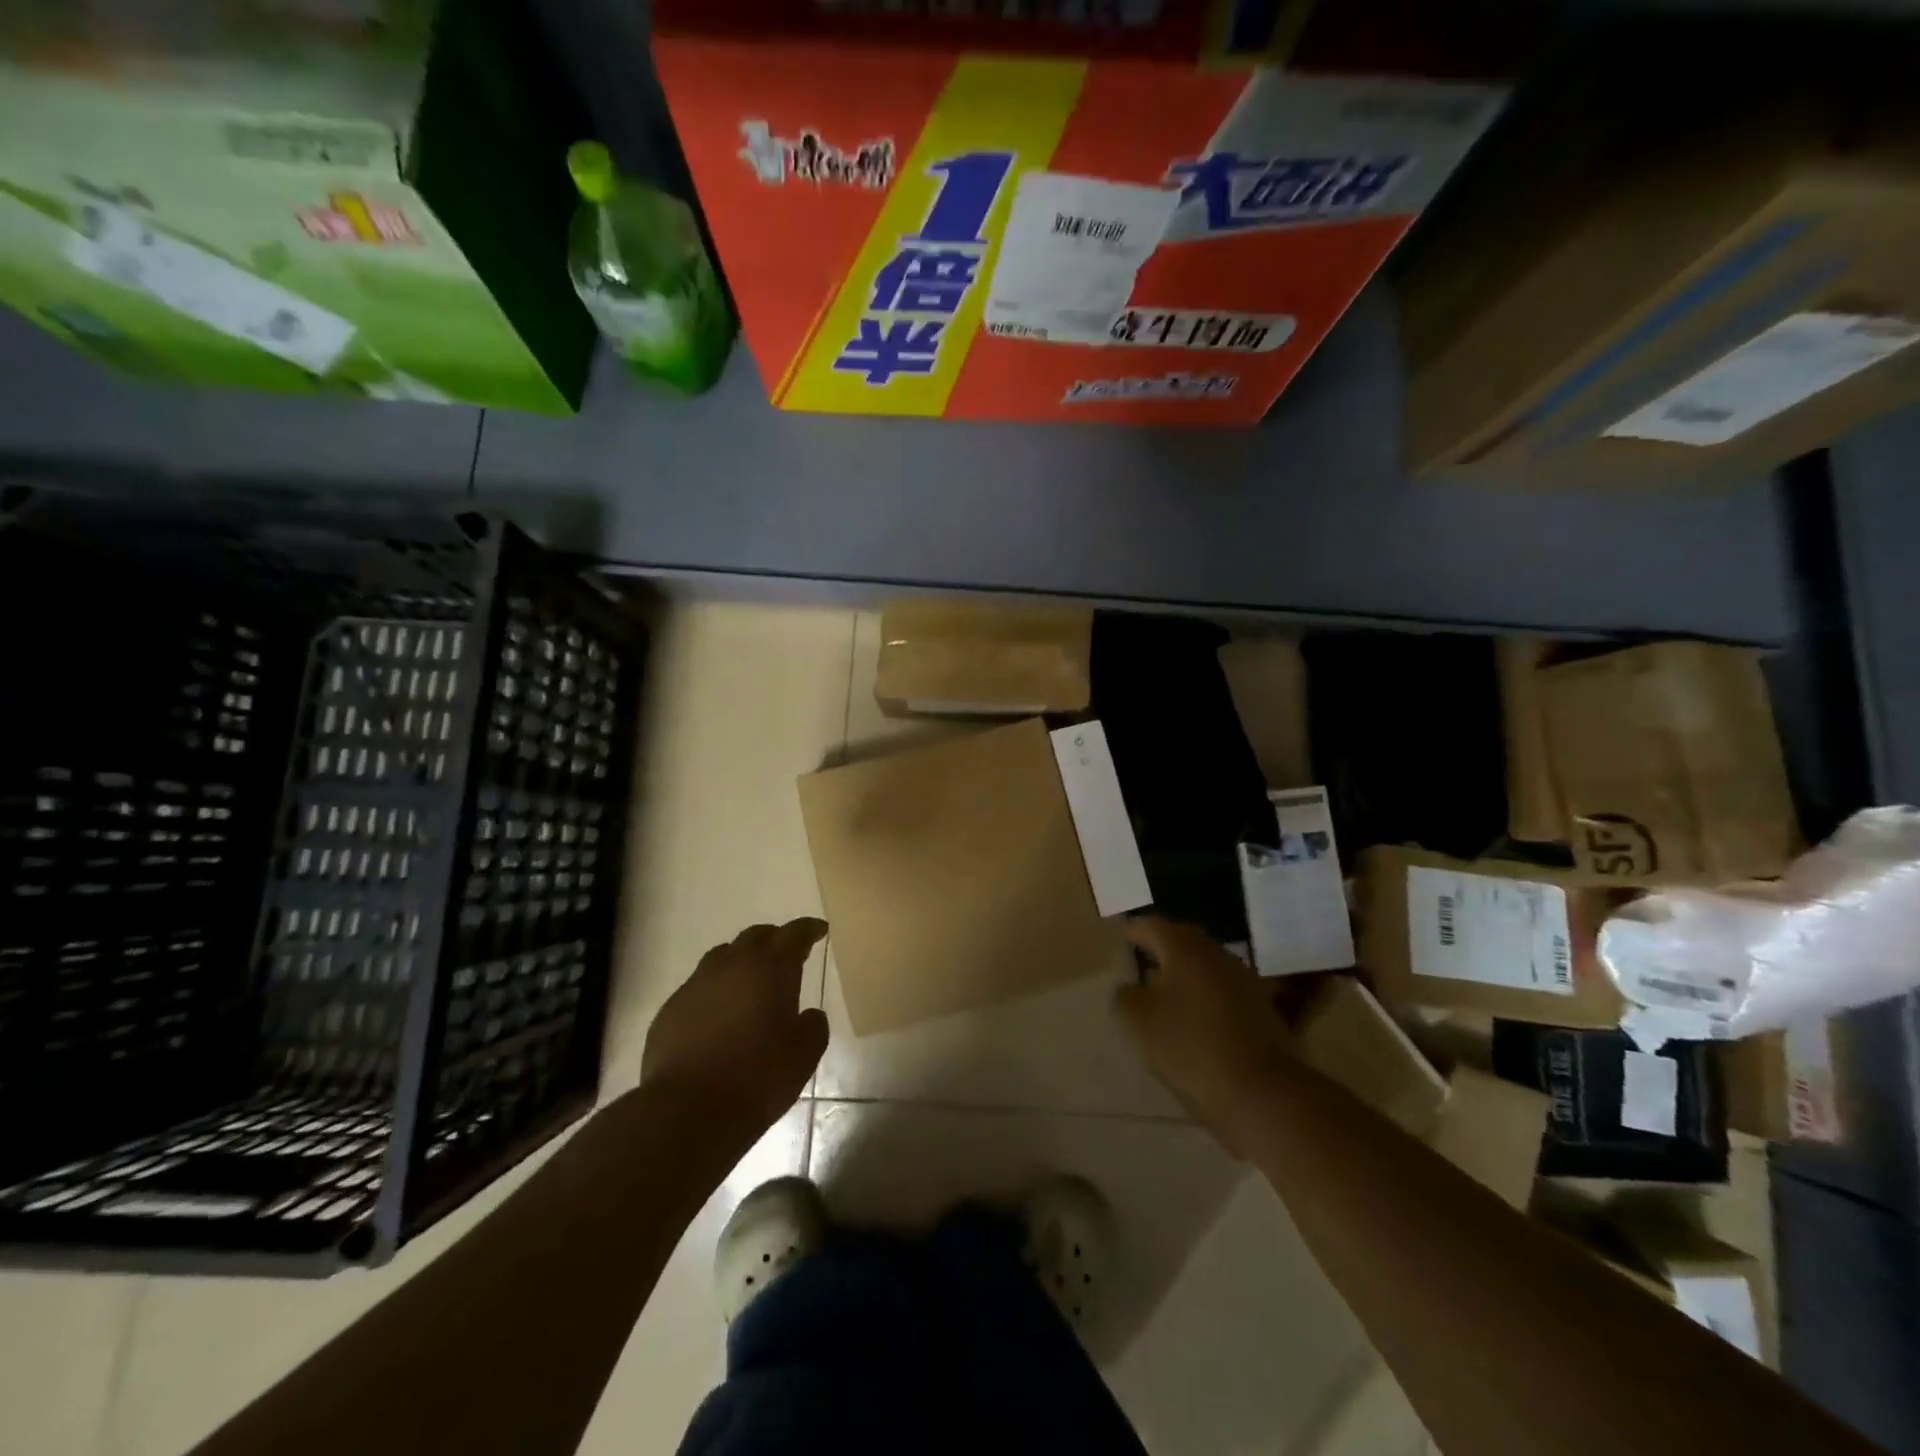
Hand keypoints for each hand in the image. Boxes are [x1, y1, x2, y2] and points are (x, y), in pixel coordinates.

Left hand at [641, 918, 829, 1137]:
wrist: (688, 1111)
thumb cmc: (758, 1078)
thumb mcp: (804, 1055)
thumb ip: (814, 1026)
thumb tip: (809, 1015)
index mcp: (771, 968)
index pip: (793, 934)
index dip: (808, 929)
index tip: (818, 930)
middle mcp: (732, 965)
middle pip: (755, 937)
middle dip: (774, 940)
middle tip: (786, 954)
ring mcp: (696, 984)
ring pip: (722, 957)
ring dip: (740, 962)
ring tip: (750, 982)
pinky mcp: (670, 1009)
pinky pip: (698, 987)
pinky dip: (714, 991)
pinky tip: (718, 1017)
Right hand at [1116, 916, 1292, 1153]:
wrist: (1262, 1090)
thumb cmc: (1191, 1046)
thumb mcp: (1141, 1022)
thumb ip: (1126, 997)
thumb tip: (1129, 988)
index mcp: (1184, 948)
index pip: (1152, 926)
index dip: (1134, 932)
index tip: (1122, 940)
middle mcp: (1216, 954)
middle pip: (1182, 941)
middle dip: (1161, 950)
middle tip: (1142, 963)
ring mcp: (1243, 979)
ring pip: (1205, 965)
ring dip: (1184, 974)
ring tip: (1165, 994)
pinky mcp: (1260, 1007)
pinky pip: (1222, 989)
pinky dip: (1205, 995)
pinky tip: (1195, 1018)